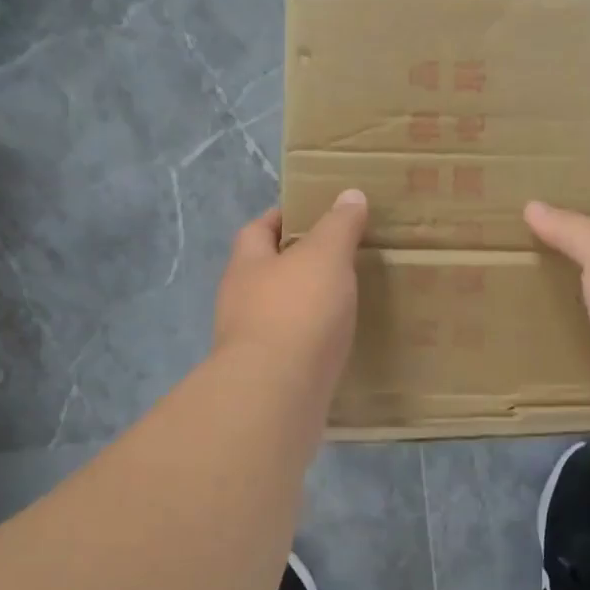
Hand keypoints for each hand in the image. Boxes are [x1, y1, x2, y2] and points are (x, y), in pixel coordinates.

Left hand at [214, 191, 369, 399]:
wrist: (275, 395)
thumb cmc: (297, 312)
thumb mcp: (325, 256)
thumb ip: (338, 226)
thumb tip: (349, 194)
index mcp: (247, 265)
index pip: (257, 229)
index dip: (282, 218)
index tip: (313, 214)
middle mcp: (240, 301)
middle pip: (266, 272)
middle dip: (297, 263)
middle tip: (339, 257)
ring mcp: (250, 343)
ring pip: (279, 312)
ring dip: (305, 305)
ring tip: (345, 299)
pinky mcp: (267, 377)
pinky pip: (292, 348)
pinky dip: (312, 341)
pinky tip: (338, 343)